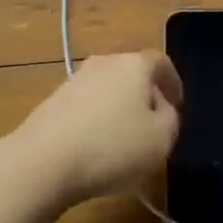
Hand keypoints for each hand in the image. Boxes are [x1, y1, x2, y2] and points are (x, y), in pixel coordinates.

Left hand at [8, 50, 182, 205]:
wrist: (45, 159)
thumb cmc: (113, 146)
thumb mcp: (161, 139)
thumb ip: (170, 119)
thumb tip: (161, 108)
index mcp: (134, 64)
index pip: (160, 62)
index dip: (173, 83)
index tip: (178, 105)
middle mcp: (104, 63)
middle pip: (132, 74)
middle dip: (145, 97)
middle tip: (153, 126)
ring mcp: (75, 80)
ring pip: (107, 91)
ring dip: (118, 111)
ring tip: (124, 143)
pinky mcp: (54, 101)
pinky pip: (86, 107)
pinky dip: (96, 122)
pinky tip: (97, 150)